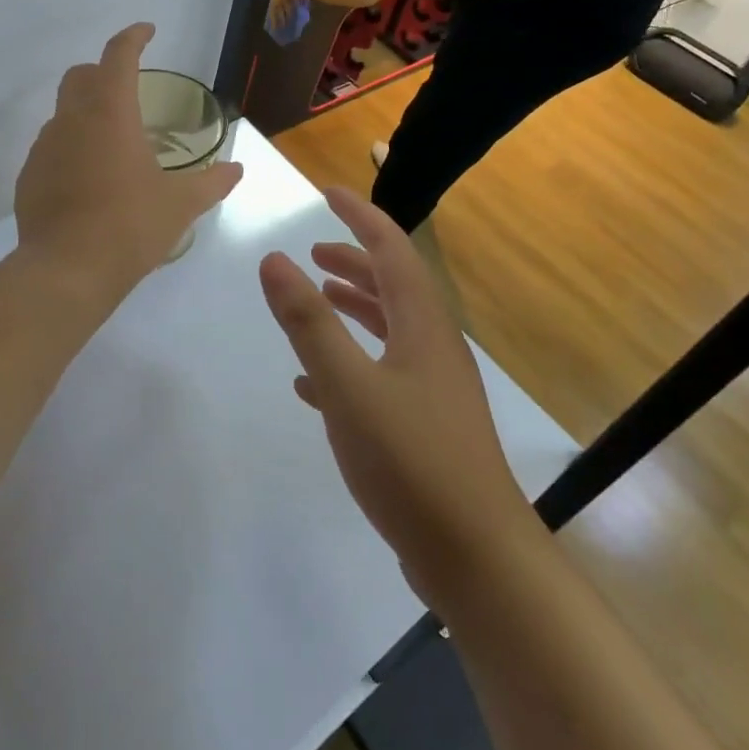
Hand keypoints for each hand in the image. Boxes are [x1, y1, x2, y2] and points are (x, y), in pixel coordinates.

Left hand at [16, 23, 242, 295]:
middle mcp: (72, 120)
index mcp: (111, 114)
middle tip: (128, 88)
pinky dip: (71, 149)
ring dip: (87, 114)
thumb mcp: (181, 205)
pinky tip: (88, 181)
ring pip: (63, 113)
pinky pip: (51, 148)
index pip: (118, 56)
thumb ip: (212, 183)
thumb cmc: (130, 227)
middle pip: (81, 75)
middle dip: (103, 71)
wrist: (66, 271)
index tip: (147, 32)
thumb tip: (236, 170)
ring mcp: (44, 147)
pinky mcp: (29, 176)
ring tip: (113, 145)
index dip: (133, 37)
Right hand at [258, 187, 529, 604]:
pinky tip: (313, 383)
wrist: (475, 557)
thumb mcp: (348, 385)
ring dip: (354, 307)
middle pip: (394, 285)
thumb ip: (308, 321)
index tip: (329, 192)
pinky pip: (383, 373)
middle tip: (314, 249)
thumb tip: (273, 259)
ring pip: (390, 328)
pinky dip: (350, 360)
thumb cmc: (411, 460)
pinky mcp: (425, 425)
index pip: (391, 249)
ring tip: (318, 297)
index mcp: (422, 325)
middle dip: (355, 260)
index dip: (360, 216)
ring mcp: (433, 388)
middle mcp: (433, 346)